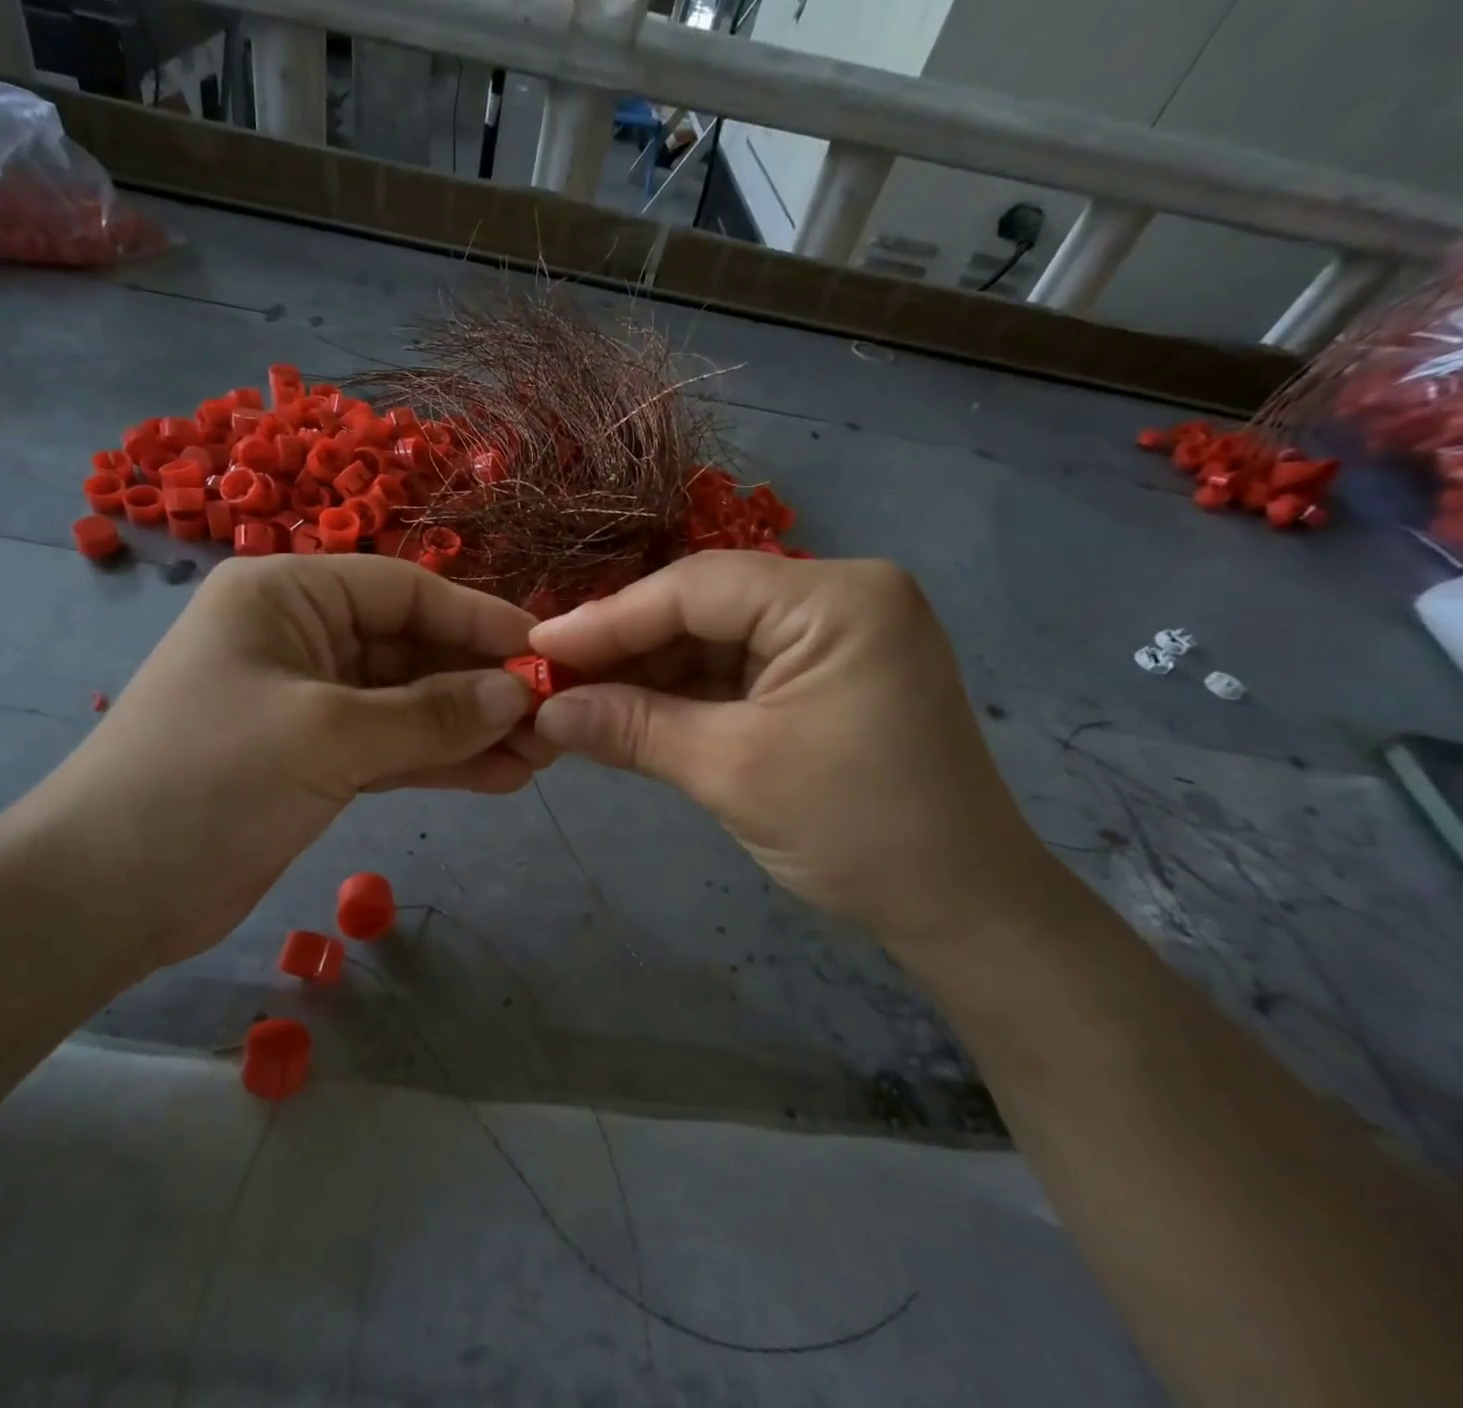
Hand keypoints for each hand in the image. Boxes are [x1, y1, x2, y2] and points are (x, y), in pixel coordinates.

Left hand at [6, 556, 544, 963]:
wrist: (105, 893)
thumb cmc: (208, 780)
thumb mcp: (328, 735)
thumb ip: (429, 714)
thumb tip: (516, 694)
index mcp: (288, 595)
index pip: (406, 590)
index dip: (479, 620)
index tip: (545, 654)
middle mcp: (302, 637)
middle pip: (413, 649)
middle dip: (481, 685)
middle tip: (554, 718)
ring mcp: (310, 702)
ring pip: (409, 705)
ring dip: (470, 729)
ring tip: (541, 756)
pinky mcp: (315, 759)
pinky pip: (392, 748)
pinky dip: (440, 762)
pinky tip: (498, 777)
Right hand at [527, 553, 1050, 944]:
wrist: (961, 909)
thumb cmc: (857, 832)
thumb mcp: (731, 772)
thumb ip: (632, 728)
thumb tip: (544, 712)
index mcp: (836, 598)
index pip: (696, 588)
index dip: (608, 618)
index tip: (537, 649)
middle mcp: (837, 596)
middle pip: (703, 606)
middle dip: (625, 648)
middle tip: (551, 680)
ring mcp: (833, 634)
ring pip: (713, 639)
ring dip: (646, 673)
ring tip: (576, 700)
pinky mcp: (822, 673)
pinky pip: (735, 669)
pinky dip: (681, 694)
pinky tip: (627, 712)